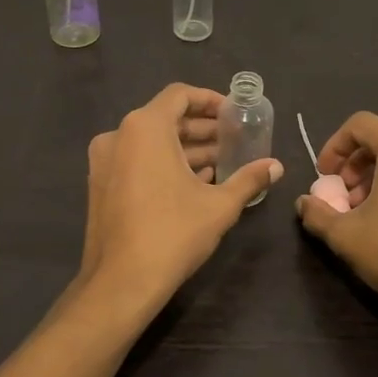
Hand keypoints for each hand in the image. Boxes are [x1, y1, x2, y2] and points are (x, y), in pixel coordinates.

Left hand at [77, 84, 282, 313]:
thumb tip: (277, 166)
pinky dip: (164, 164)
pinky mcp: (101, 185)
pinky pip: (137, 161)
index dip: (210, 100)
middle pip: (166, 118)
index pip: (179, 95)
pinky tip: (195, 183)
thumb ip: (249, 179)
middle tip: (235, 140)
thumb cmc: (173, 233)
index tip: (234, 113)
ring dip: (186, 149)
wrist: (121, 282)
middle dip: (202, 128)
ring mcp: (104, 161)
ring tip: (222, 163)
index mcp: (145, 128)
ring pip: (151, 142)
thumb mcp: (219, 205)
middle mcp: (118, 135)